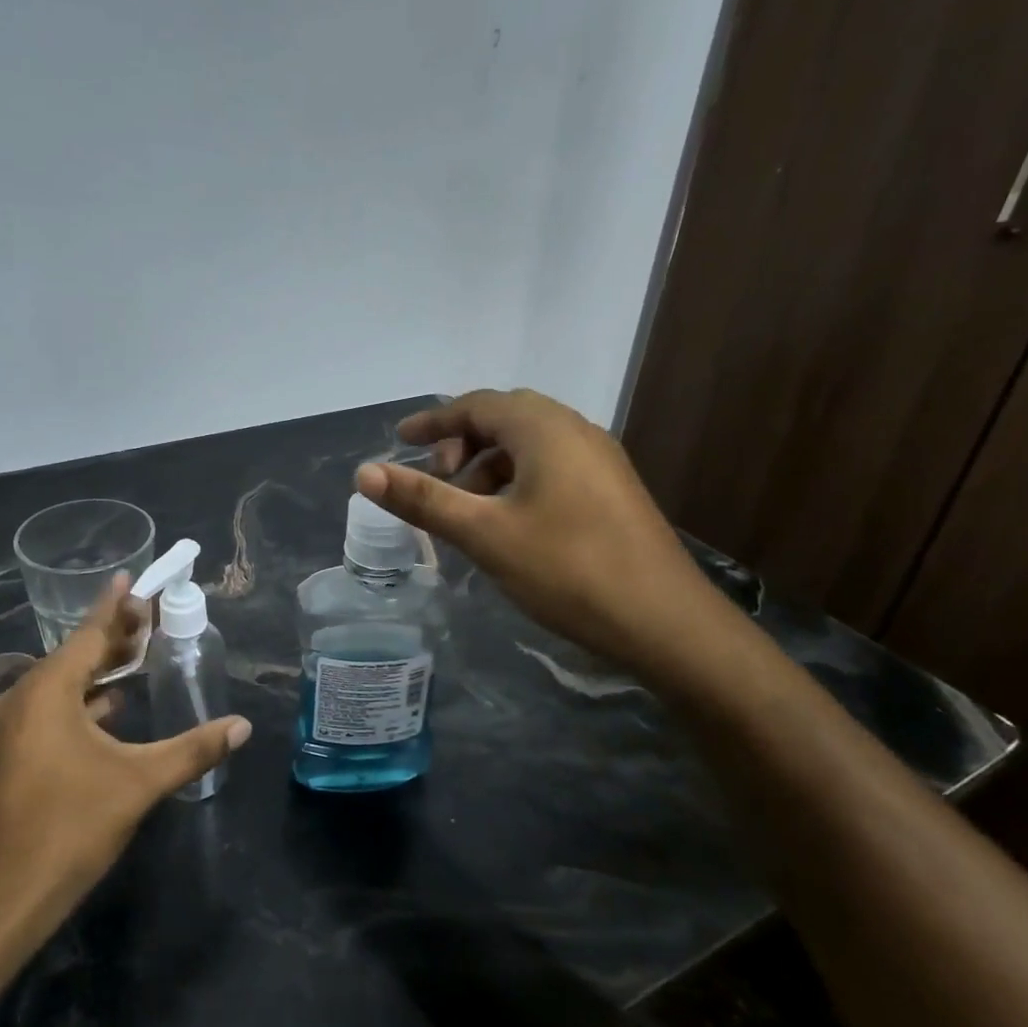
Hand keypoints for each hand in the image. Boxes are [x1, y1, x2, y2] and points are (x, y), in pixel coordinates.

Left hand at [0, 578, 251, 931]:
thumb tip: (242, 726)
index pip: (89, 634)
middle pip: (74, 656)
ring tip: (136, 656)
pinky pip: (48, 711)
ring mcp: (8, 732)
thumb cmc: (68, 829)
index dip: (116, 606)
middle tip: (148, 616)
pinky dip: (80, 702)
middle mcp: (20, 701)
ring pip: (60, 686)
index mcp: (46, 692)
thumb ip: (193, 749)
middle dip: (112, 637)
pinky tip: (108, 710)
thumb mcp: (139, 783)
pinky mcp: (6, 759)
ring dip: (97, 671)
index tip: (131, 577)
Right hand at [355, 388, 720, 674]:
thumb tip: (363, 473)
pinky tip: (508, 524)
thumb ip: (423, 500)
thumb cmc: (567, 569)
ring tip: (467, 510)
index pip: (476, 405)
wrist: (664, 622)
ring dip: (489, 466)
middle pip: (504, 419)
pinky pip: (551, 467)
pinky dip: (516, 482)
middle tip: (434, 480)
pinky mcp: (611, 491)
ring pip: (529, 446)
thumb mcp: (484, 534)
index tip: (399, 440)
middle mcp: (575, 431)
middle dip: (461, 443)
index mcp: (544, 428)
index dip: (433, 420)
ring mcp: (600, 461)